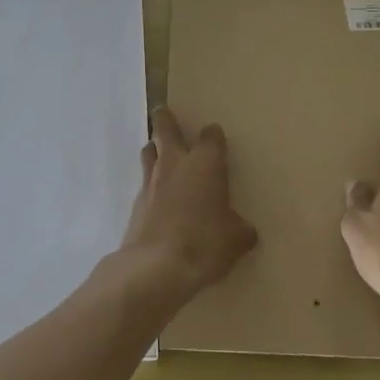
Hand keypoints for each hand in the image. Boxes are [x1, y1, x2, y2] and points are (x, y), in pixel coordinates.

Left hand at [119, 107, 257, 304]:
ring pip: (149, 151)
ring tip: (159, 153)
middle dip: (165, 119)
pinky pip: (143, 183)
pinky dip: (150, 184)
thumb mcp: (236, 240)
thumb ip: (240, 230)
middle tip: (164, 113)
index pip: (211, 135)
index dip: (214, 136)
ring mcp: (151, 180)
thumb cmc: (205, 243)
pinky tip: (156, 197)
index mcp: (205, 163)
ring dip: (154, 149)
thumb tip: (244, 231)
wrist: (156, 266)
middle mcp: (175, 163)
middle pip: (165, 127)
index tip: (216, 139)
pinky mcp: (135, 202)